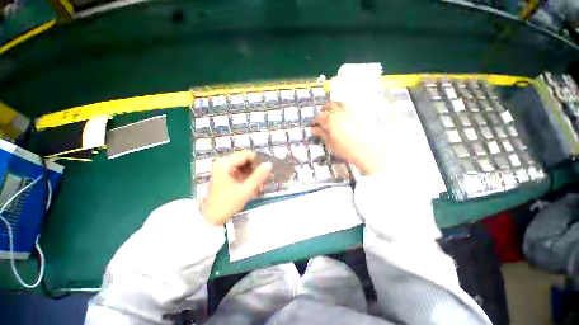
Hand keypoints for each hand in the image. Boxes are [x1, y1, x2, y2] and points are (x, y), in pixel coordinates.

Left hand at [202, 151, 271, 225]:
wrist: (211, 218)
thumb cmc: (227, 204)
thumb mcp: (245, 190)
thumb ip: (258, 176)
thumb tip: (269, 164)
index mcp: (225, 164)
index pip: (247, 154)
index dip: (258, 160)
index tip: (267, 169)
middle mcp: (223, 163)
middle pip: (245, 159)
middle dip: (255, 168)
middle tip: (263, 178)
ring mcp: (223, 169)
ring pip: (243, 165)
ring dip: (252, 173)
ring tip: (258, 183)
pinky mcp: (224, 175)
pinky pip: (239, 171)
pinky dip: (246, 176)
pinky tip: (251, 185)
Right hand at [312, 101, 386, 174]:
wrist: (369, 150)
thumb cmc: (346, 149)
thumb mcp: (331, 143)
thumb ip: (322, 134)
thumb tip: (314, 129)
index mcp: (330, 120)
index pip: (319, 116)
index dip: (315, 120)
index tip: (314, 125)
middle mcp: (340, 112)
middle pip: (329, 105)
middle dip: (323, 109)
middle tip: (322, 116)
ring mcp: (351, 111)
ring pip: (340, 103)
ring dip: (334, 106)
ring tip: (333, 113)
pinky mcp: (360, 113)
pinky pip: (350, 106)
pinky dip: (344, 108)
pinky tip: (345, 116)